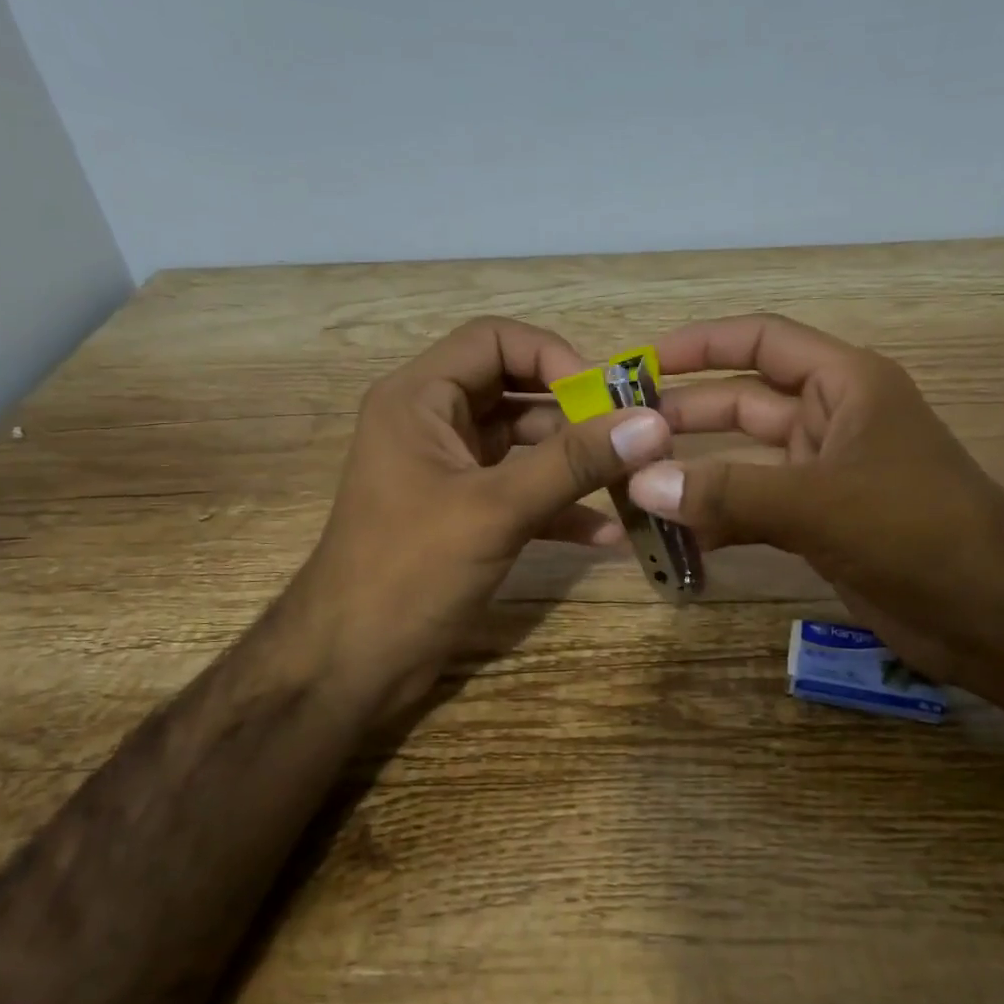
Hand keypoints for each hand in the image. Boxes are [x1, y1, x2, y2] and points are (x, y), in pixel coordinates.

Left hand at [279, 318, 671, 716]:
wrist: (352, 664)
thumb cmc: (410, 572)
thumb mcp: (496, 510)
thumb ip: (573, 463)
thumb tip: (651, 423)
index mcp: (420, 399)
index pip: (494, 339)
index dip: (553, 356)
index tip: (604, 397)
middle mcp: (434, 423)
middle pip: (516, 389)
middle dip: (574, 412)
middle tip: (632, 436)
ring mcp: (450, 471)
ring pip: (525, 444)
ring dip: (575, 461)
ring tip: (632, 481)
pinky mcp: (466, 514)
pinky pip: (522, 491)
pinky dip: (560, 507)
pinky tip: (606, 534)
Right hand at [626, 314, 1003, 697]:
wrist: (995, 614)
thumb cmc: (918, 530)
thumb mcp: (820, 501)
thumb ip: (729, 491)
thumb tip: (642, 483)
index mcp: (846, 384)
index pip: (762, 342)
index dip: (702, 344)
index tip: (641, 363)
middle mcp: (833, 420)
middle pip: (743, 403)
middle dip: (684, 417)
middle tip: (620, 436)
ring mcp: (825, 476)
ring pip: (744, 463)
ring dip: (695, 475)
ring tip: (634, 490)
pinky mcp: (821, 526)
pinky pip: (755, 510)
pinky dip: (719, 522)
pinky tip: (679, 541)